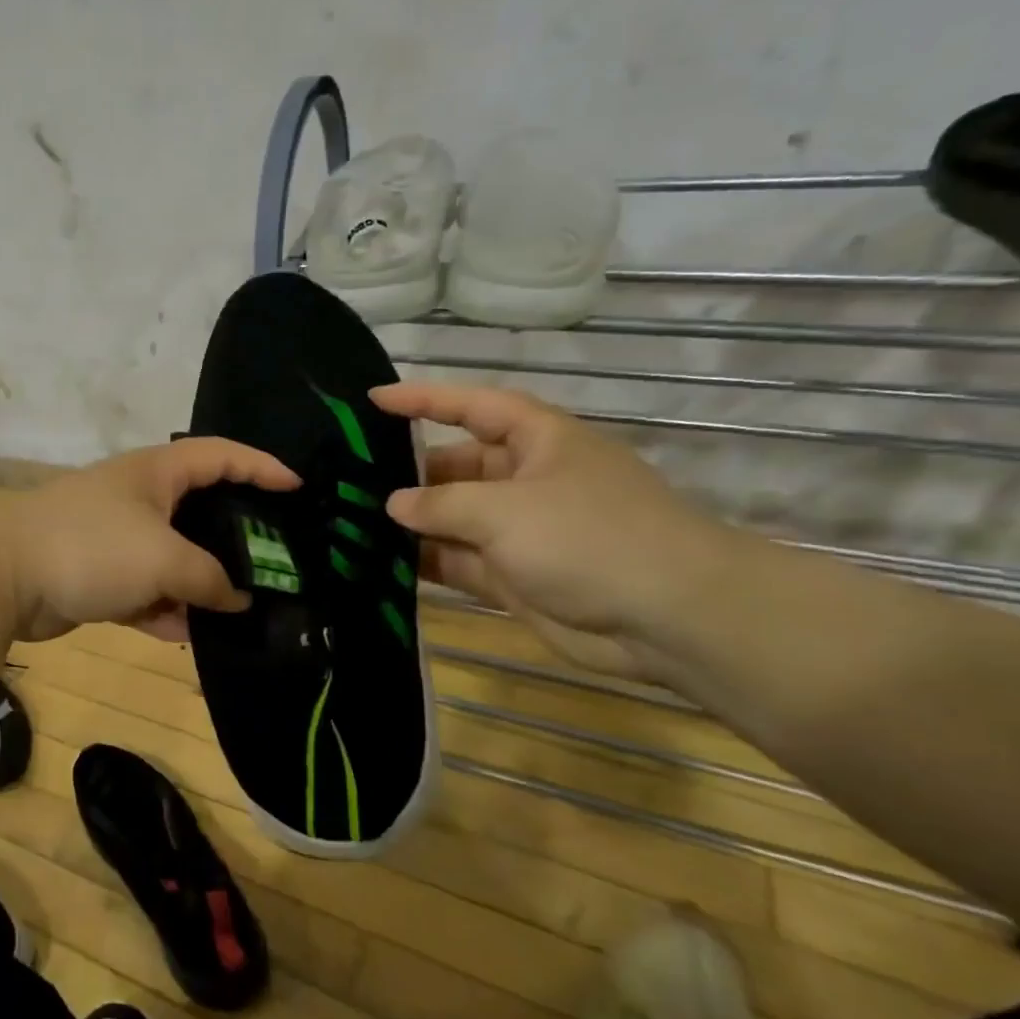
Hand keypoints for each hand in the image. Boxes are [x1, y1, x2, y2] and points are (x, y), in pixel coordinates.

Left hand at [0, 438, 300, 642]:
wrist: (5, 578)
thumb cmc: (92, 547)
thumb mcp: (163, 558)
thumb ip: (208, 578)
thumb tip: (238, 598)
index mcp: (155, 472)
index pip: (220, 455)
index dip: (262, 466)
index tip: (299, 489)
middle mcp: (138, 498)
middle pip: (201, 511)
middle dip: (236, 537)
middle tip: (276, 562)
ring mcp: (116, 538)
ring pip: (173, 557)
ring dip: (200, 583)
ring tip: (241, 610)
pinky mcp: (98, 575)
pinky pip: (145, 589)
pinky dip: (164, 608)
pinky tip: (189, 633)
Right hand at [372, 382, 736, 678]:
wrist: (670, 619)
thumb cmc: (589, 538)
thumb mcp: (504, 509)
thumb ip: (440, 504)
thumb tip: (393, 503)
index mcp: (539, 442)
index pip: (472, 407)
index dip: (424, 399)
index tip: (373, 400)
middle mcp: (526, 480)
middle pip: (456, 465)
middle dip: (408, 471)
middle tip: (349, 479)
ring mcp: (519, 531)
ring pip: (452, 517)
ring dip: (410, 521)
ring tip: (351, 521)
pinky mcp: (512, 576)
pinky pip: (457, 560)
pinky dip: (424, 560)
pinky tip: (378, 561)